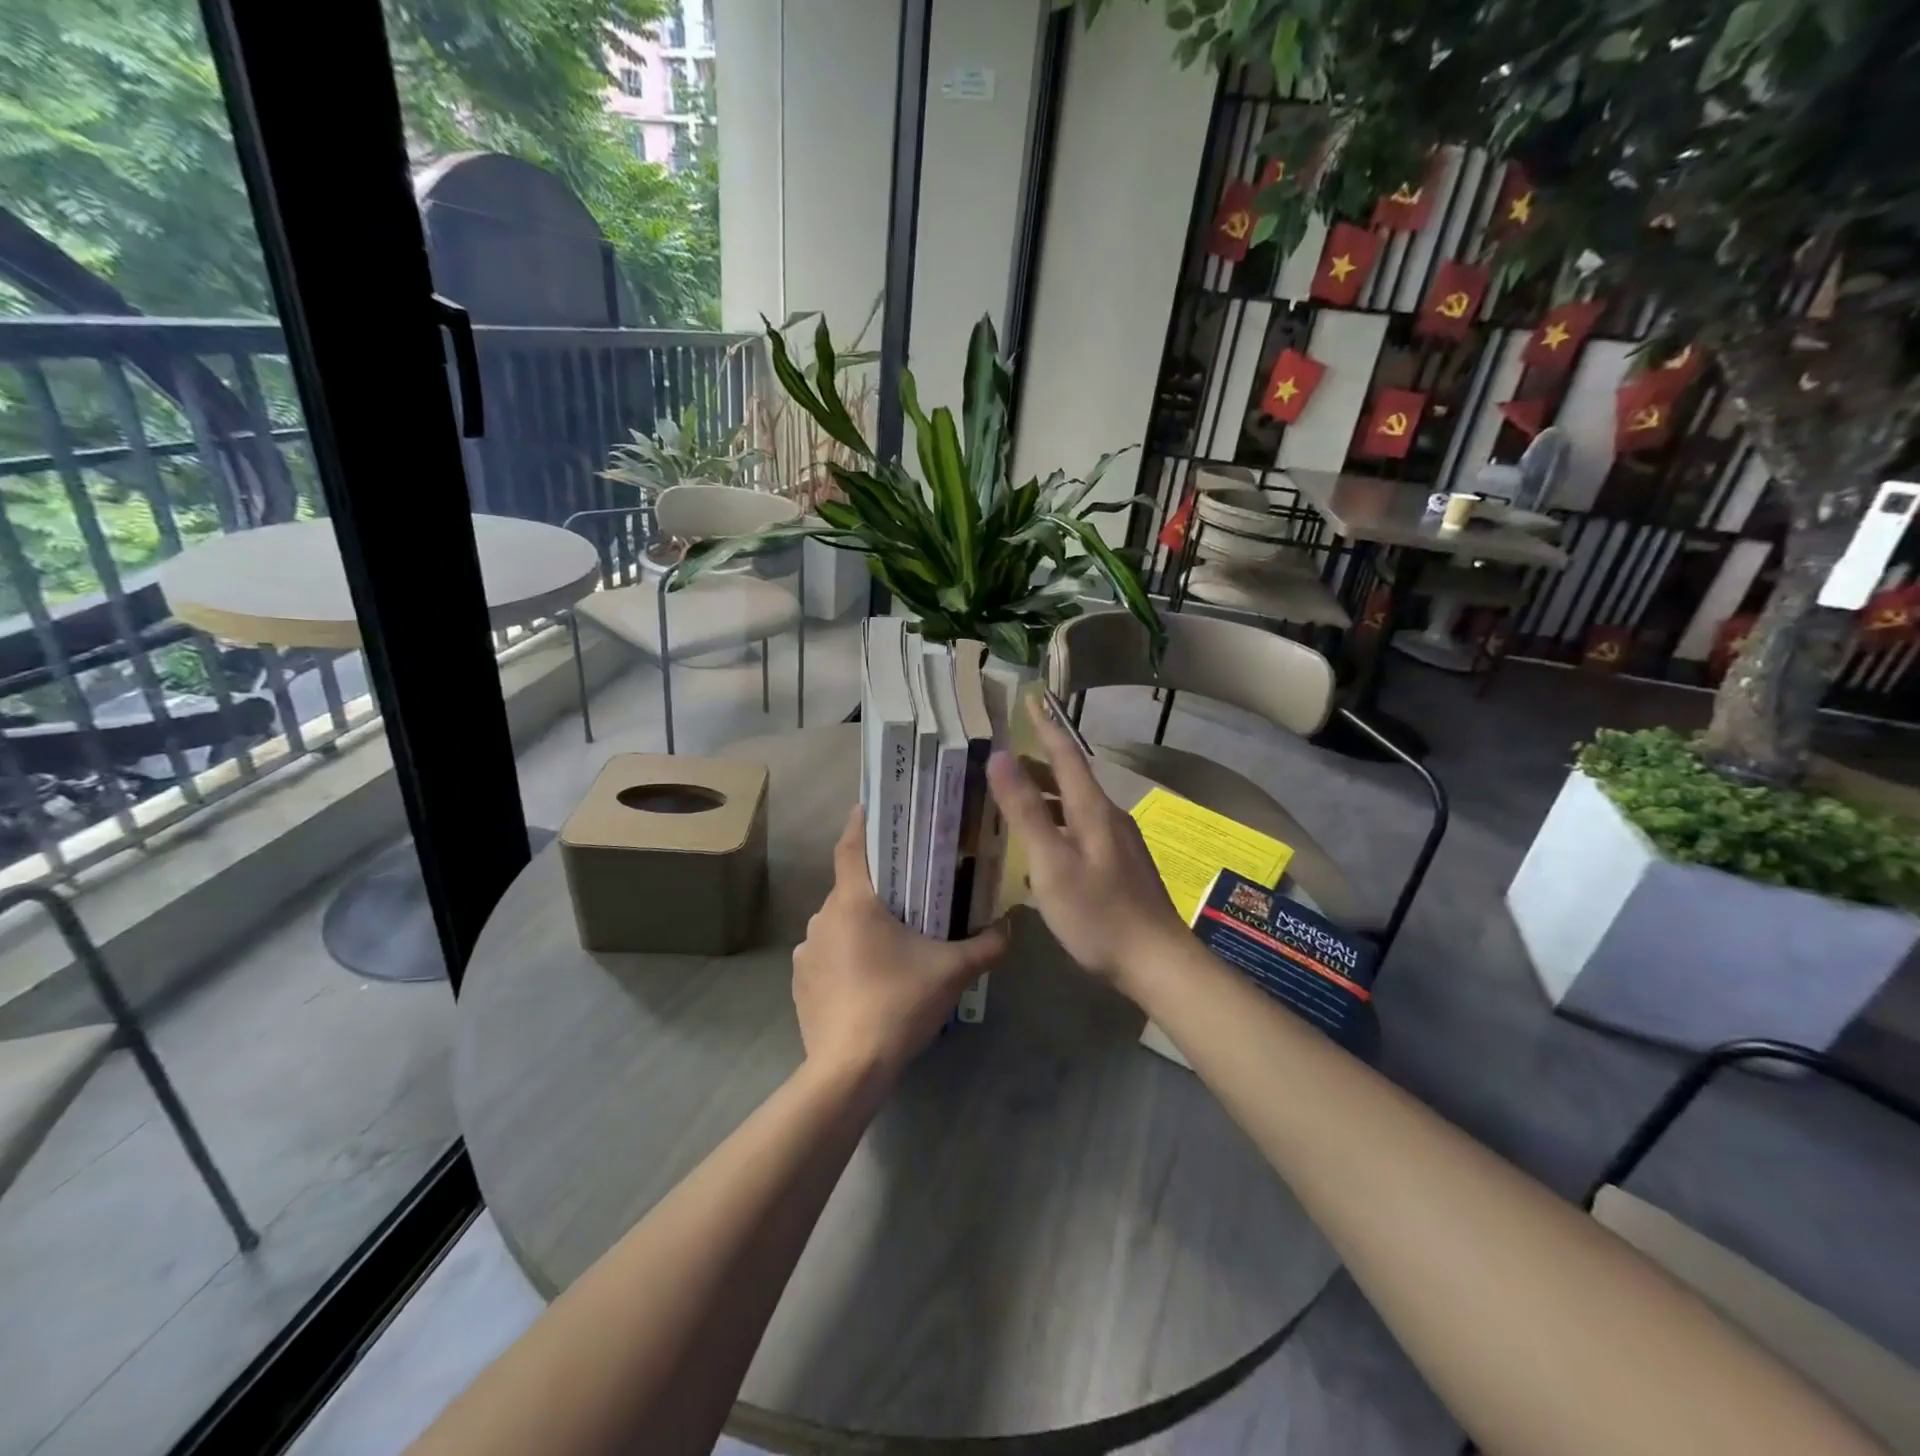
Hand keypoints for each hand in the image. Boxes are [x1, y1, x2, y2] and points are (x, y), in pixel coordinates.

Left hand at [792, 807, 1007, 1080]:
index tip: (872, 807)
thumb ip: (987, 944)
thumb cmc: (899, 1004)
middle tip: (908, 886)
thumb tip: (1010, 925)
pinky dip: (845, 953)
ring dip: (861, 922)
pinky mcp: (801, 981)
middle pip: (850, 886)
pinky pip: (826, 953)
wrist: (849, 1069)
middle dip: (876, 883)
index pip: (851, 846)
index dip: (860, 822)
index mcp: (854, 902)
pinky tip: (868, 976)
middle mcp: (823, 917)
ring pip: (838, 921)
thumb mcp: (953, 972)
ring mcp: (807, 950)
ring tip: (891, 937)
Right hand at [987, 699, 1185, 996]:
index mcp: (1093, 810)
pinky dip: (1058, 822)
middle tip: (1003, 758)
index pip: (1066, 754)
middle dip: (1039, 763)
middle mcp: (1109, 818)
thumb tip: (1000, 757)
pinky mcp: (1120, 866)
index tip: (1029, 699)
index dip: (1045, 726)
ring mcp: (1118, 843)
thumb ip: (1026, 811)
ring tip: (1015, 799)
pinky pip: (1082, 828)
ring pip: (1077, 806)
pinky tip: (1043, 845)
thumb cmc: (1098, 914)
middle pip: (1071, 779)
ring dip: (1047, 795)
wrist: (1156, 962)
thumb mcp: (1052, 863)